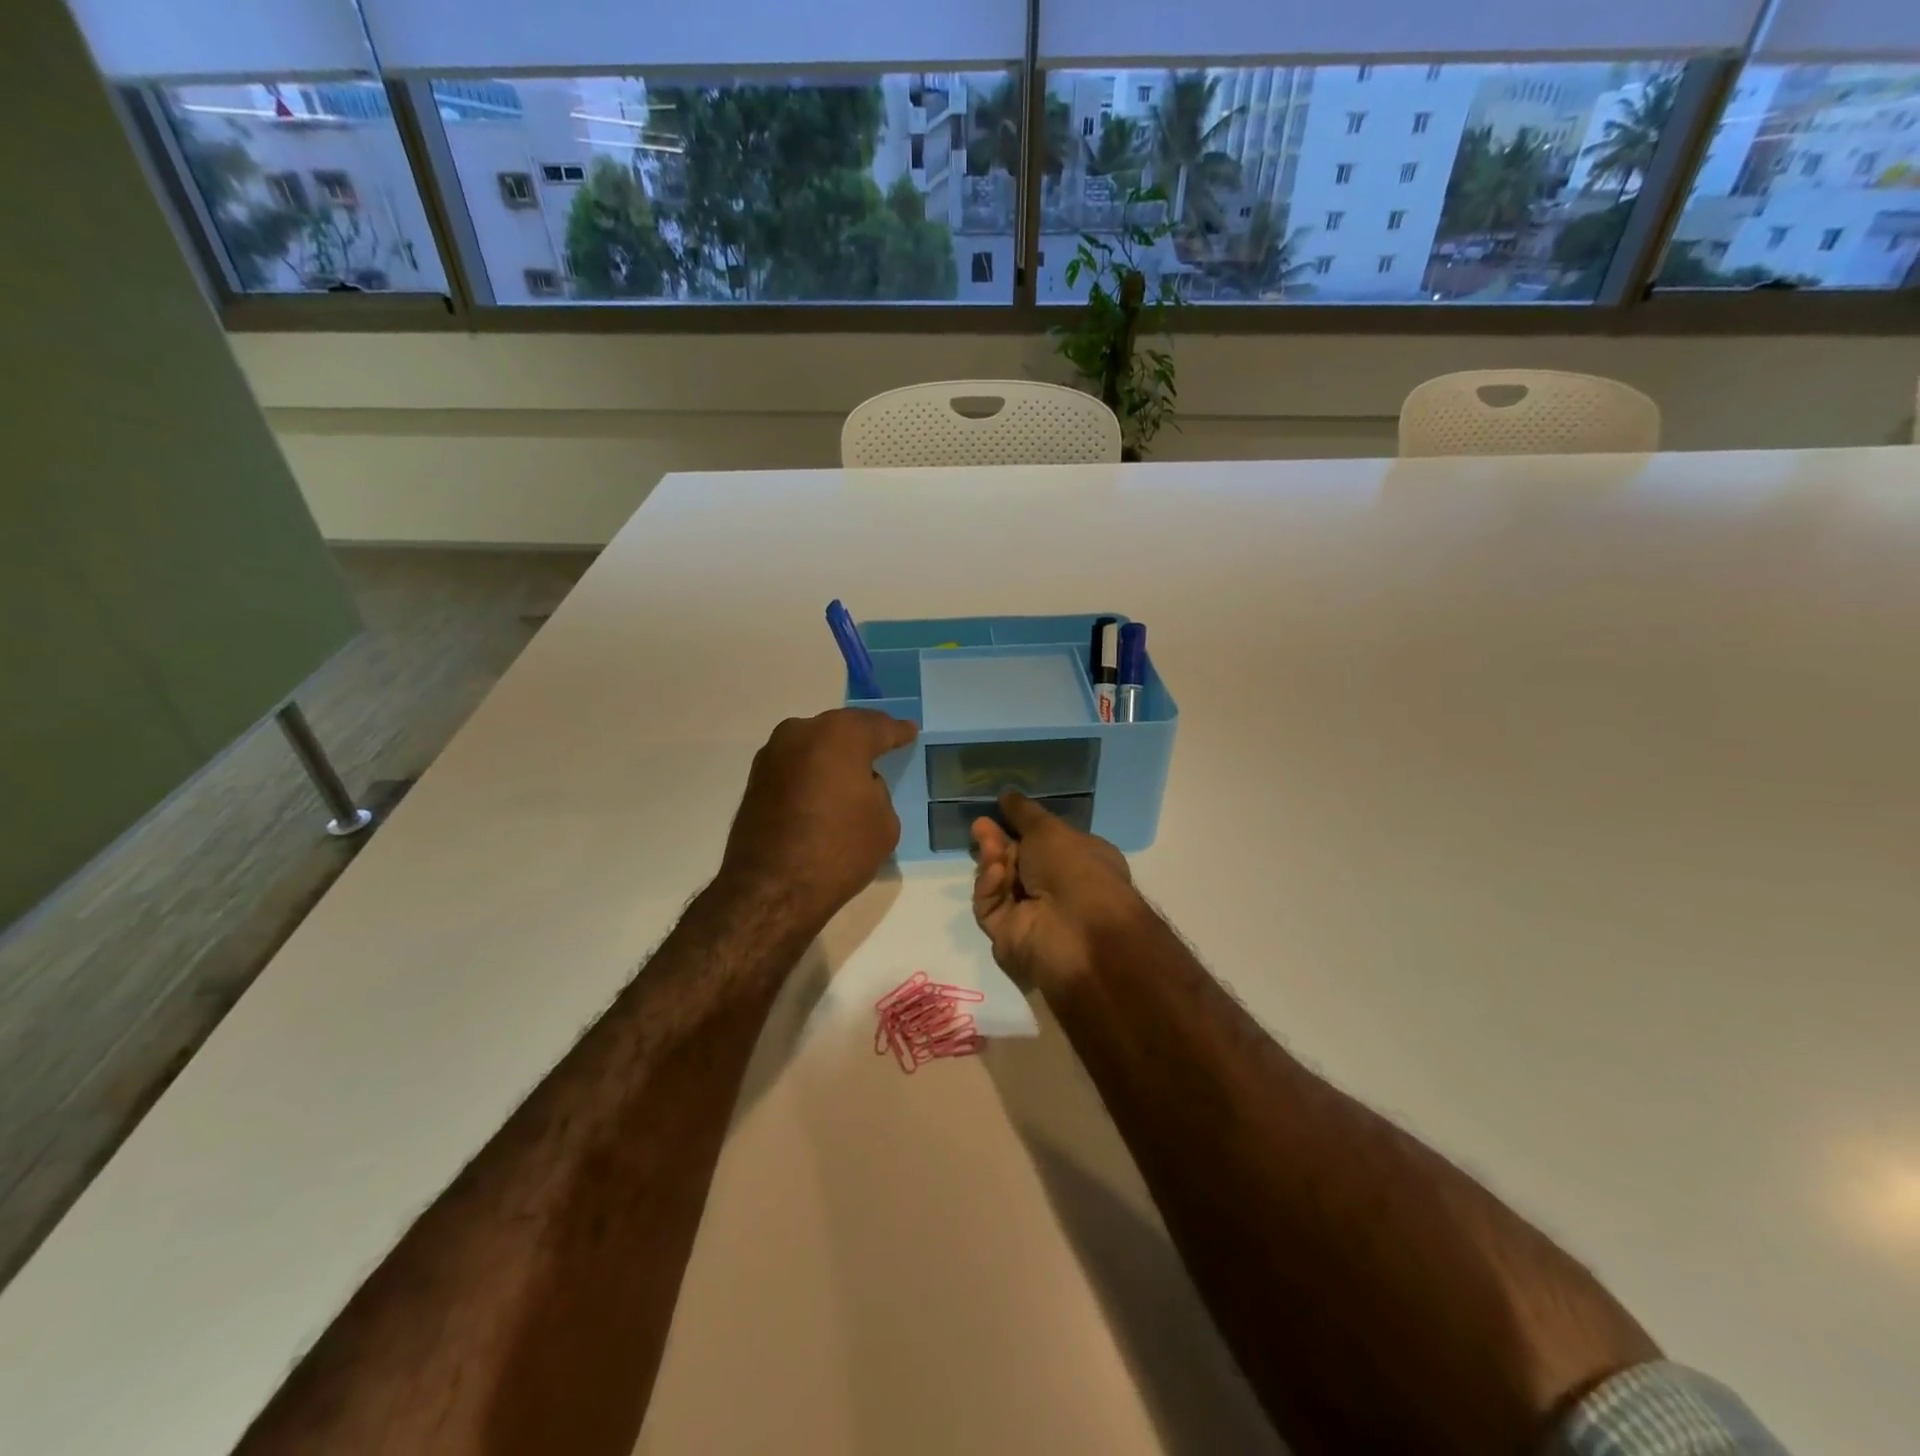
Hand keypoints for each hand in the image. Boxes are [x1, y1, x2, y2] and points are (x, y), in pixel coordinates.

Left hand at [720, 709, 917, 930]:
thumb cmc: (838, 851)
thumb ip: (877, 792)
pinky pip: (796, 764)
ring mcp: (774, 754)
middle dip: (863, 737)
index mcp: (841, 736)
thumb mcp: (884, 823)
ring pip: (814, 743)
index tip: (909, 731)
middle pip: (842, 728)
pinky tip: (824, 786)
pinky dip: (812, 770)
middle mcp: (803, 732)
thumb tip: (857, 786)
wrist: (771, 888)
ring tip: (852, 769)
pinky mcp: (756, 778)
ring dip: (833, 754)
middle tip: (882, 745)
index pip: (878, 727)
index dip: (898, 731)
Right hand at [971, 791, 1144, 992]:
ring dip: (992, 860)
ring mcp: (1032, 914)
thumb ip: (1023, 813)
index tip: (1000, 809)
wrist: (1078, 931)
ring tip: (986, 844)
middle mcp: (1056, 888)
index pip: (1043, 841)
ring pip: (999, 882)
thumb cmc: (1076, 868)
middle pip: (1015, 861)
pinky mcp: (1008, 935)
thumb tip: (1007, 796)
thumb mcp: (1050, 829)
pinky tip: (996, 873)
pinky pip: (990, 906)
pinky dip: (991, 887)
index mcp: (1078, 860)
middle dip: (997, 842)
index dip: (1021, 826)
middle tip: (981, 825)